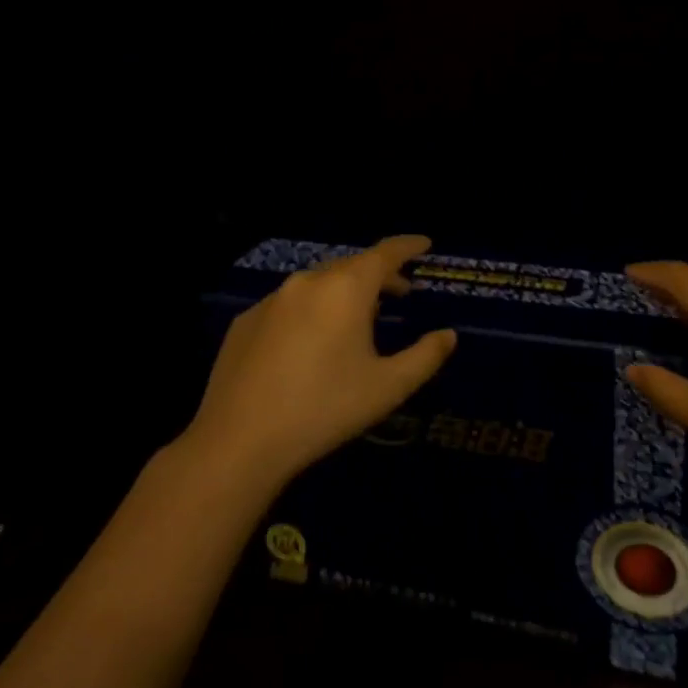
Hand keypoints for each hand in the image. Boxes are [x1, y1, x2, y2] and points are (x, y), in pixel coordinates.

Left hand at [185, 236, 455, 488]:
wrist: (239, 442)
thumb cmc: (324, 409)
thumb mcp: (388, 387)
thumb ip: (425, 356)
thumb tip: (448, 335)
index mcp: (346, 289)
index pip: (385, 252)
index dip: (408, 246)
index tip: (425, 244)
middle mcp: (308, 282)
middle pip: (353, 266)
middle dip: (380, 275)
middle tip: (401, 293)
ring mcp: (272, 300)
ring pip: (319, 283)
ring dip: (344, 292)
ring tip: (359, 319)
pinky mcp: (246, 321)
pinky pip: (289, 304)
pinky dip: (311, 311)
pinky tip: (311, 343)